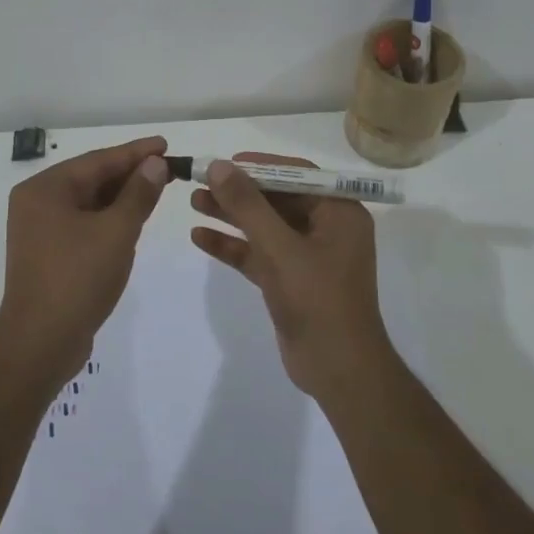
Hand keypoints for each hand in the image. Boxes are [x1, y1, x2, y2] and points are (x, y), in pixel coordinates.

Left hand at [0, 136, 170, 379]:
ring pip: (89, 202)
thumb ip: (138, 194)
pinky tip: (134, 218)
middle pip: (92, 179)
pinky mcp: (49, 253)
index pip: (98, 160)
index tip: (166, 144)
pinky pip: (84, 223)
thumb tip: (155, 163)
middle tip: (169, 167)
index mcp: (45, 189)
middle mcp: (37, 203)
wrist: (41, 342)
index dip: (135, 152)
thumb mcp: (117, 231)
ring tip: (158, 187)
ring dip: (122, 196)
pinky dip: (109, 218)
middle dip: (131, 174)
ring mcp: (40, 230)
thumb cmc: (78, 278)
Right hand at [188, 152, 390, 397]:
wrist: (338, 370)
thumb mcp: (280, 248)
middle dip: (239, 192)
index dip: (259, 165)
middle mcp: (327, 228)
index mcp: (339, 212)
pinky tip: (200, 237)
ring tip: (193, 201)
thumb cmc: (318, 300)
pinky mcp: (290, 281)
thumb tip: (220, 166)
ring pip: (264, 226)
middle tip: (200, 181)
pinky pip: (259, 254)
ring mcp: (308, 256)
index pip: (297, 175)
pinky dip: (233, 246)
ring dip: (231, 215)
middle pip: (277, 199)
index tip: (224, 162)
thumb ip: (248, 206)